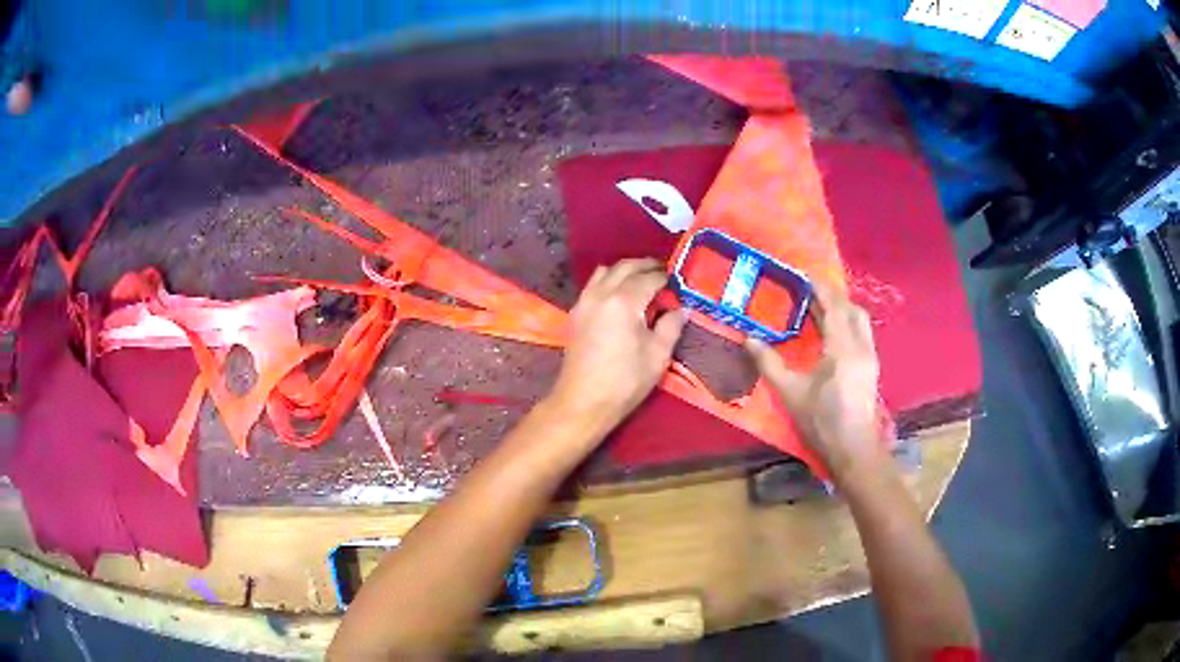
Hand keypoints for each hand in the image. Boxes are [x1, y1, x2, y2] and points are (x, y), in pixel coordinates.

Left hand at [549, 259, 686, 434]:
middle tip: (664, 273)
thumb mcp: (658, 355)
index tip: (680, 283)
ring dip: (625, 270)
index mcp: (624, 301)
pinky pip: (594, 284)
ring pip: (606, 271)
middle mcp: (601, 293)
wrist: (583, 402)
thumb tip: (681, 309)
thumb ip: (671, 326)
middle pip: (625, 266)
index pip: (650, 278)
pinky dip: (609, 280)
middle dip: (646, 266)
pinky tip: (621, 295)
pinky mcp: (576, 313)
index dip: (667, 278)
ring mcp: (585, 301)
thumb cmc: (625, 381)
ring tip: (642, 281)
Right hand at [746, 282, 883, 478]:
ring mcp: (869, 357)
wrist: (853, 449)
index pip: (834, 307)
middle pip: (851, 309)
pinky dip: (847, 324)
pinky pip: (861, 333)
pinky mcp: (871, 368)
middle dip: (832, 296)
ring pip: (860, 321)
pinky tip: (833, 334)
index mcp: (842, 349)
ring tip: (820, 308)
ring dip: (842, 309)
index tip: (804, 275)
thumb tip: (748, 339)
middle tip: (809, 291)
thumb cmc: (821, 421)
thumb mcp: (790, 393)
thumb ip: (769, 364)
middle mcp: (861, 346)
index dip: (820, 288)